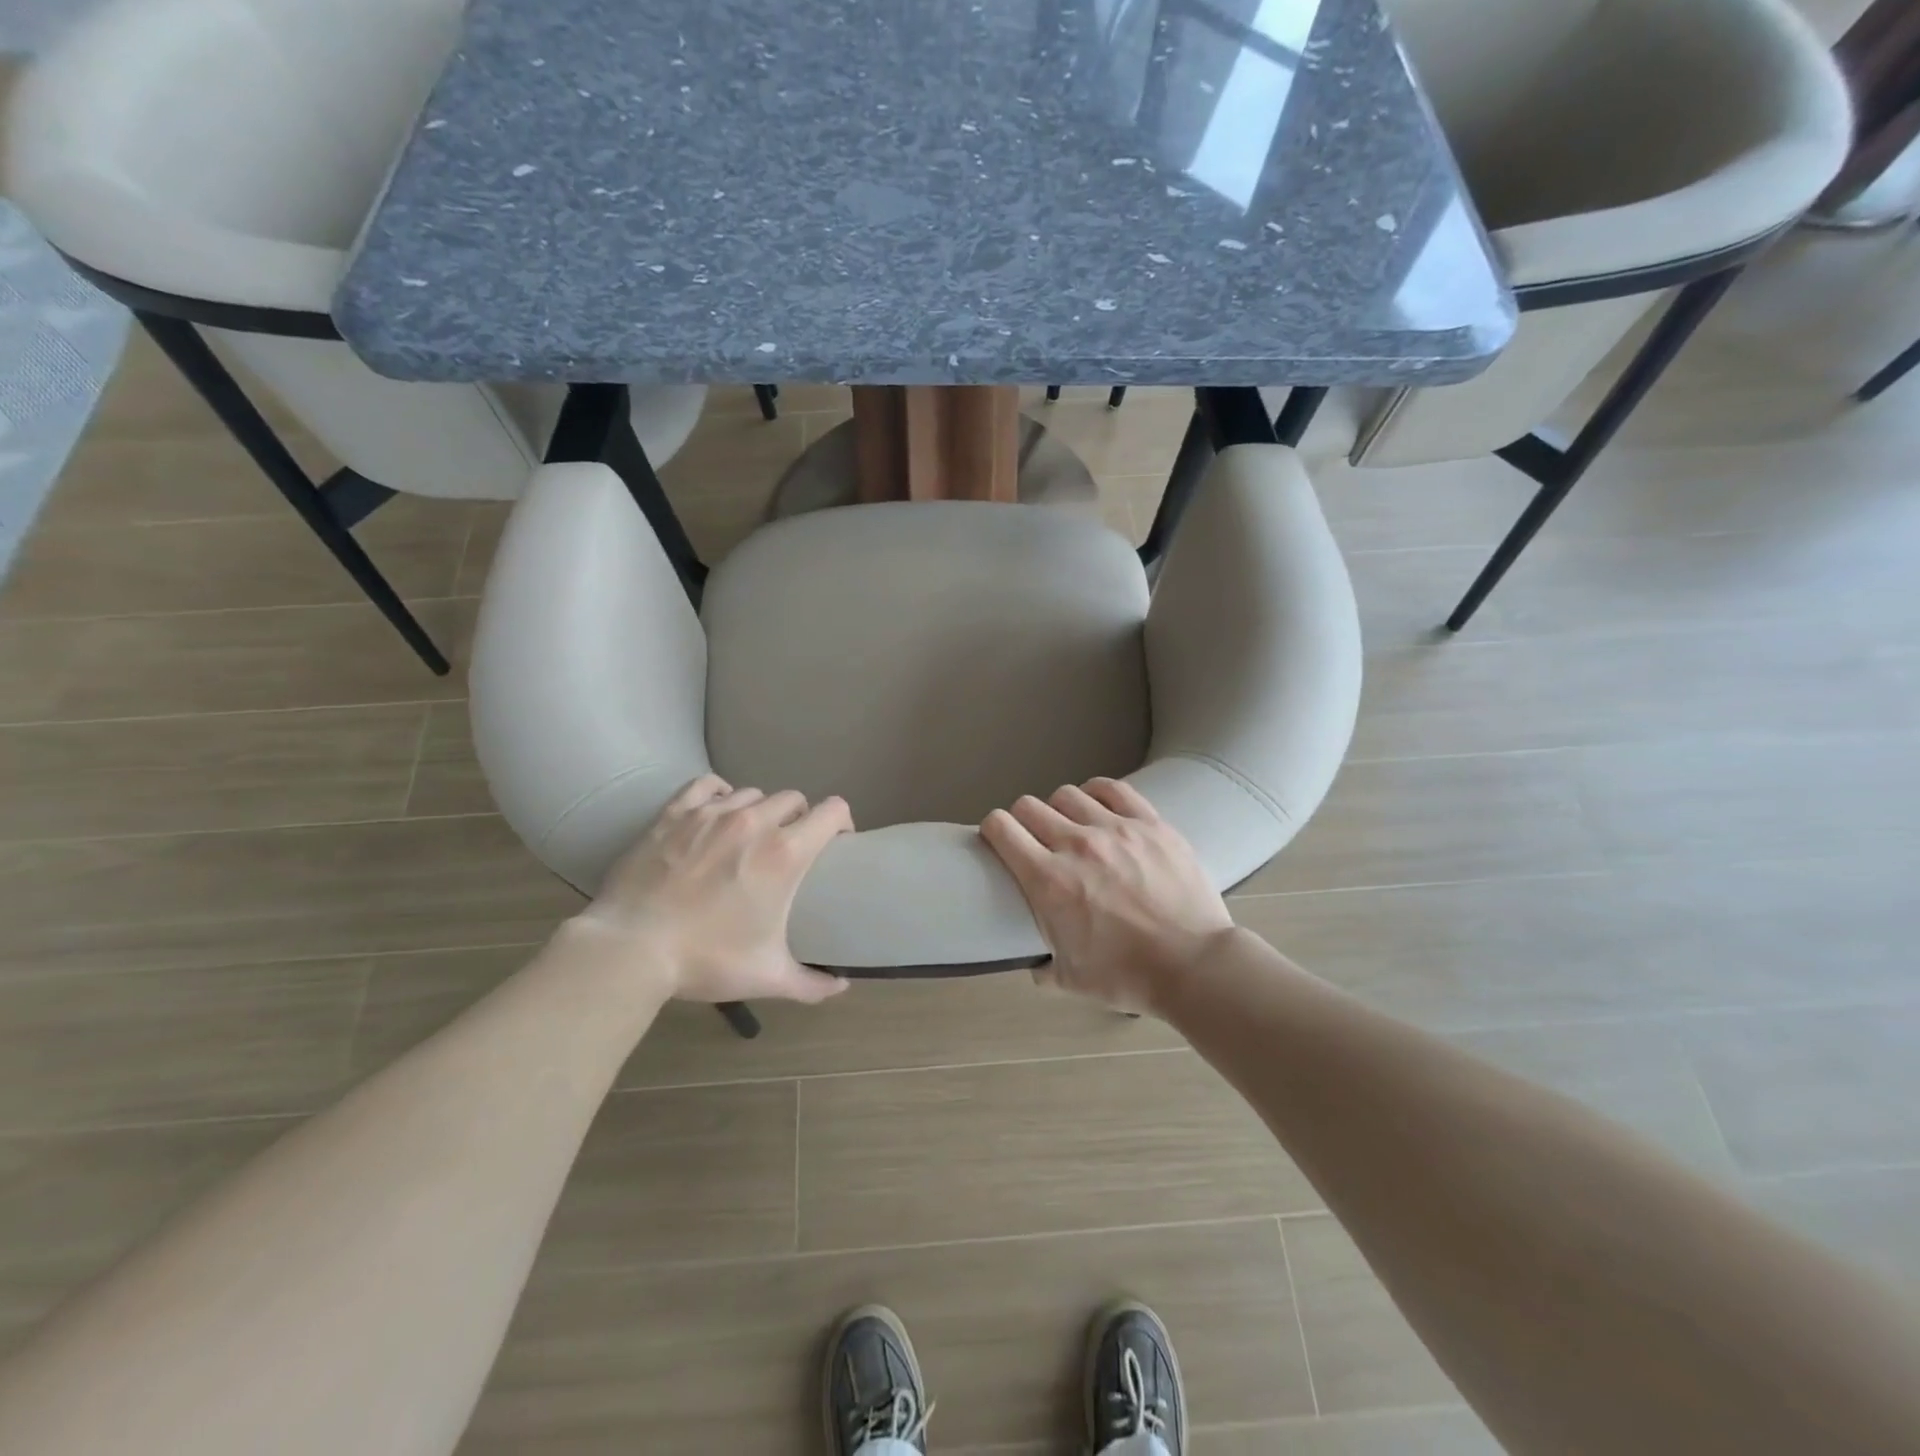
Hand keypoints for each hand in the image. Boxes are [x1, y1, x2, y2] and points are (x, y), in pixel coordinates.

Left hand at [575, 775, 853, 1004]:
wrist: (631, 949)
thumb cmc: (705, 960)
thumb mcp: (766, 976)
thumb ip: (811, 983)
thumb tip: (841, 988)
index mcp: (785, 853)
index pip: (832, 812)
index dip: (842, 821)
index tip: (838, 841)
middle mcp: (754, 822)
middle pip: (793, 798)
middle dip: (799, 818)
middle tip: (790, 847)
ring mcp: (711, 813)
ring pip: (753, 793)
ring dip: (760, 810)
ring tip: (749, 835)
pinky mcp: (675, 813)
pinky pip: (708, 785)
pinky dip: (720, 794)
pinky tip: (716, 810)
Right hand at [980, 778, 1234, 1013]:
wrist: (1195, 966)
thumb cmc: (1129, 976)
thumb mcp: (1071, 980)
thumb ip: (1043, 968)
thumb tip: (1035, 964)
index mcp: (1048, 881)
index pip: (1001, 828)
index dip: (992, 829)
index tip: (998, 839)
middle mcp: (1076, 845)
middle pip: (1030, 806)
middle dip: (1023, 820)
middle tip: (1034, 839)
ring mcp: (1116, 830)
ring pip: (1068, 794)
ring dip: (1060, 809)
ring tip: (1070, 826)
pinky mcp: (1150, 824)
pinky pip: (1113, 789)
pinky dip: (1097, 793)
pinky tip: (1098, 807)